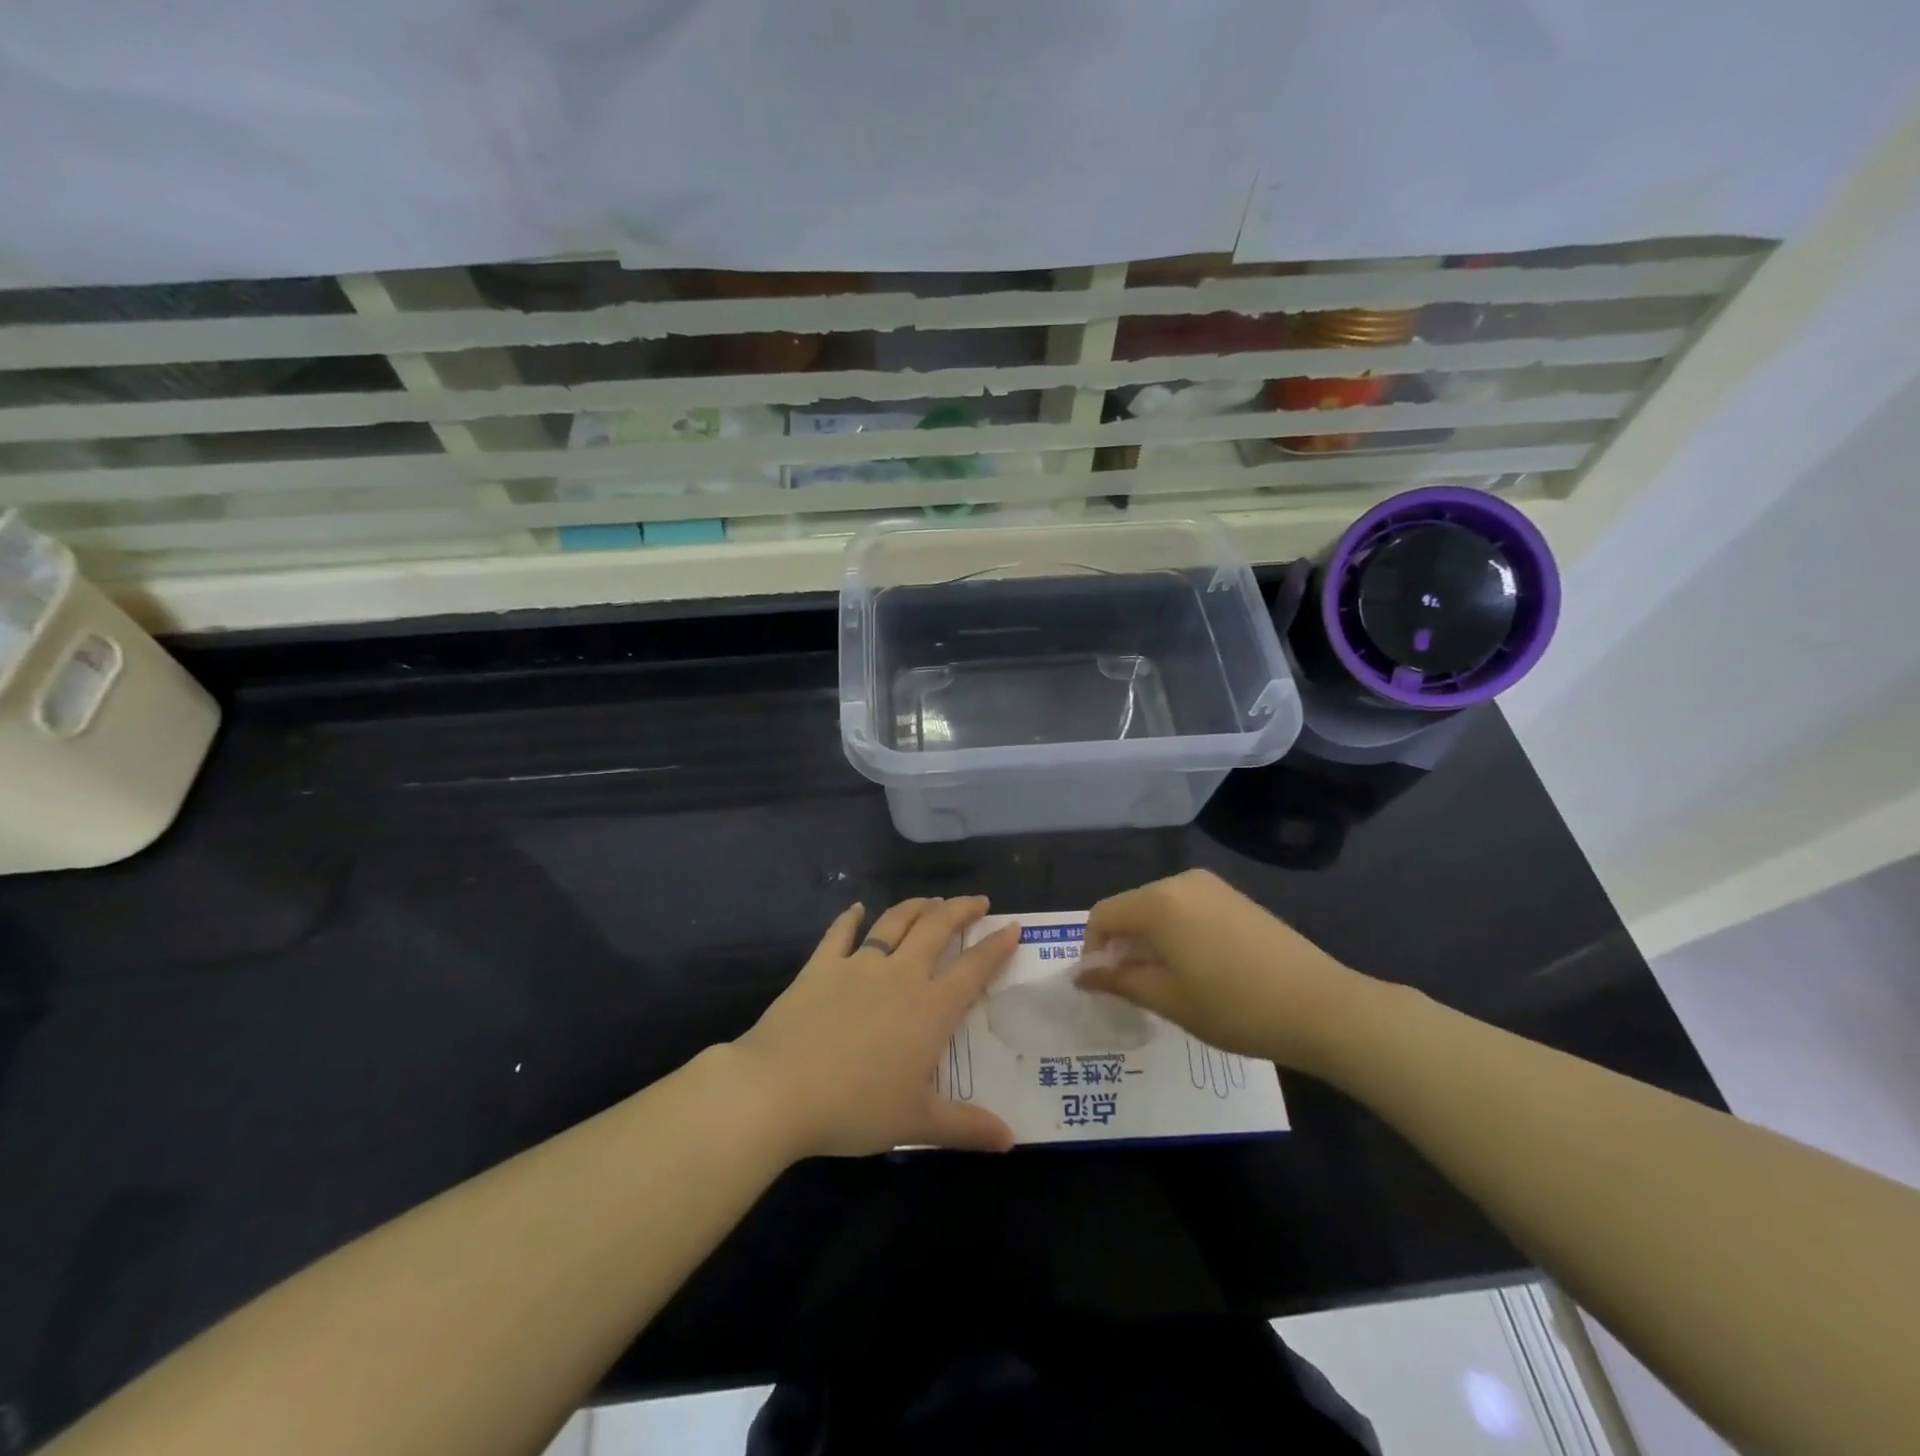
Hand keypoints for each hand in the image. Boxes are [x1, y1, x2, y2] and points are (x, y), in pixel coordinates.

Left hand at [733, 896, 1020, 1158]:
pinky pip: (839, 933)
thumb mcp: (916, 1122)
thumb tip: (1011, 1140)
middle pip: (938, 929)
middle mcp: (901, 976)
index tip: (1012, 927)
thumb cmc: (855, 1107)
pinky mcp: (821, 966)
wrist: (780, 1088)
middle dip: (961, 910)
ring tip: (931, 900)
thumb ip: (966, 1127)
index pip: (974, 969)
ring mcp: (858, 965)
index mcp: (930, 1008)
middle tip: (978, 902)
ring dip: (917, 907)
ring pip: (895, 923)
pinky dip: (850, 918)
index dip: (996, 946)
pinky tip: (856, 908)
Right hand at [1077, 869, 1367, 1074]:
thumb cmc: (1236, 1007)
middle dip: (1122, 945)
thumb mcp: (1168, 1000)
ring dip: (1149, 940)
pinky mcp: (1234, 897)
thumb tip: (1082, 975)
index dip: (1093, 950)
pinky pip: (1186, 908)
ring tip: (1168, 982)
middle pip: (1130, 908)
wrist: (1322, 1006)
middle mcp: (1180, 882)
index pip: (1103, 916)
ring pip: (1158, 908)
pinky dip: (1176, 932)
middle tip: (1135, 989)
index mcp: (1158, 903)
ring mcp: (1211, 886)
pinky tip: (1199, 968)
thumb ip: (1119, 980)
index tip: (1105, 987)